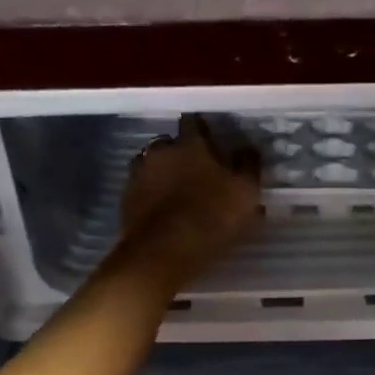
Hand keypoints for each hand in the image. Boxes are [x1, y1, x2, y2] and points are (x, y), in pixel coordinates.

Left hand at [118, 115, 262, 291]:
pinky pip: (140, 190)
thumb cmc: (212, 218)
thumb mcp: (245, 192)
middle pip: (169, 143)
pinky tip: (161, 212)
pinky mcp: (126, 200)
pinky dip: (149, 196)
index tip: (212, 143)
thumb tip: (247, 149)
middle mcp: (160, 151)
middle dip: (180, 153)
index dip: (203, 131)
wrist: (163, 253)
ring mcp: (138, 174)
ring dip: (161, 174)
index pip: (194, 122)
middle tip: (194, 172)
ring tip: (175, 194)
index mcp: (191, 143)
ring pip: (151, 165)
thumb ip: (248, 166)